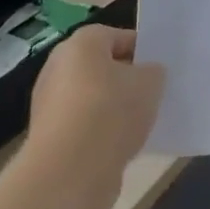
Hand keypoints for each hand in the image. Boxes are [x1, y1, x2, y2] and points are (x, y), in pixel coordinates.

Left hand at [25, 26, 164, 208]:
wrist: (69, 172)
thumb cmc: (111, 111)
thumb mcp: (150, 82)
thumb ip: (153, 71)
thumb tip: (148, 73)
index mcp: (81, 44)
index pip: (118, 36)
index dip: (142, 51)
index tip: (160, 70)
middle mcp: (58, 67)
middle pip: (102, 67)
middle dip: (126, 80)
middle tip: (152, 94)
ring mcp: (49, 104)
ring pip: (93, 98)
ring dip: (113, 109)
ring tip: (140, 124)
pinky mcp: (49, 137)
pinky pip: (83, 126)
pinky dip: (100, 133)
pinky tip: (121, 146)